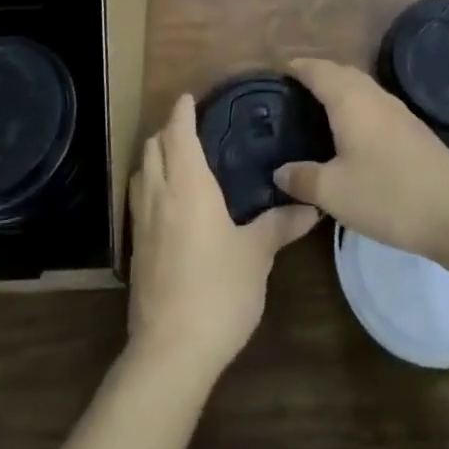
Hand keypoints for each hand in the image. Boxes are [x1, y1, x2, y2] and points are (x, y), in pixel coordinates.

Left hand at [127, 93, 317, 379]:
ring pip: (141, 172)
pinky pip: (139, 200)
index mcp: (187, 185)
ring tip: (179, 160)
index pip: (178, 132)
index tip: (191, 97)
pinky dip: (151, 186)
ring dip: (155, 157)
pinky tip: (170, 204)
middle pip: (152, 147)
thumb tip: (313, 207)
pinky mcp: (136, 250)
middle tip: (192, 127)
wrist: (171, 350)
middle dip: (167, 130)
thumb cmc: (218, 290)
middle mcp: (158, 194)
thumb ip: (281, 225)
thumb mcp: (257, 255)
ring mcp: (141, 223)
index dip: (183, 111)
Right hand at [274, 58, 448, 263]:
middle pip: (340, 72)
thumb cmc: (388, 195)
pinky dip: (356, 107)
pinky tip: (352, 133)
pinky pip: (374, 104)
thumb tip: (280, 170)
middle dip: (316, 75)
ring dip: (338, 90)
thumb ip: (302, 178)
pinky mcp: (413, 129)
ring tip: (316, 109)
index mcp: (349, 100)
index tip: (276, 72)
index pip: (317, 70)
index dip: (296, 67)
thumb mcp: (334, 193)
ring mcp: (398, 111)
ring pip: (360, 87)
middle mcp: (374, 95)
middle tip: (291, 92)